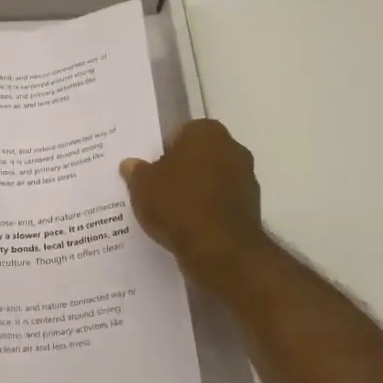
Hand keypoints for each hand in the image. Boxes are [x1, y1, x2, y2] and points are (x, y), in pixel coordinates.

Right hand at [120, 119, 268, 285]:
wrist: (219, 249)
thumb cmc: (177, 204)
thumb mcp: (141, 185)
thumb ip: (136, 171)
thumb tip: (131, 164)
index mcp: (207, 132)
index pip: (180, 133)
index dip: (163, 151)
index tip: (150, 171)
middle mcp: (233, 148)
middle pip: (199, 155)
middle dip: (182, 169)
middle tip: (157, 189)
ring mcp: (247, 179)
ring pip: (212, 180)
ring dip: (196, 191)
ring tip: (171, 212)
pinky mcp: (252, 208)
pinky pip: (221, 203)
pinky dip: (208, 211)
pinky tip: (189, 226)